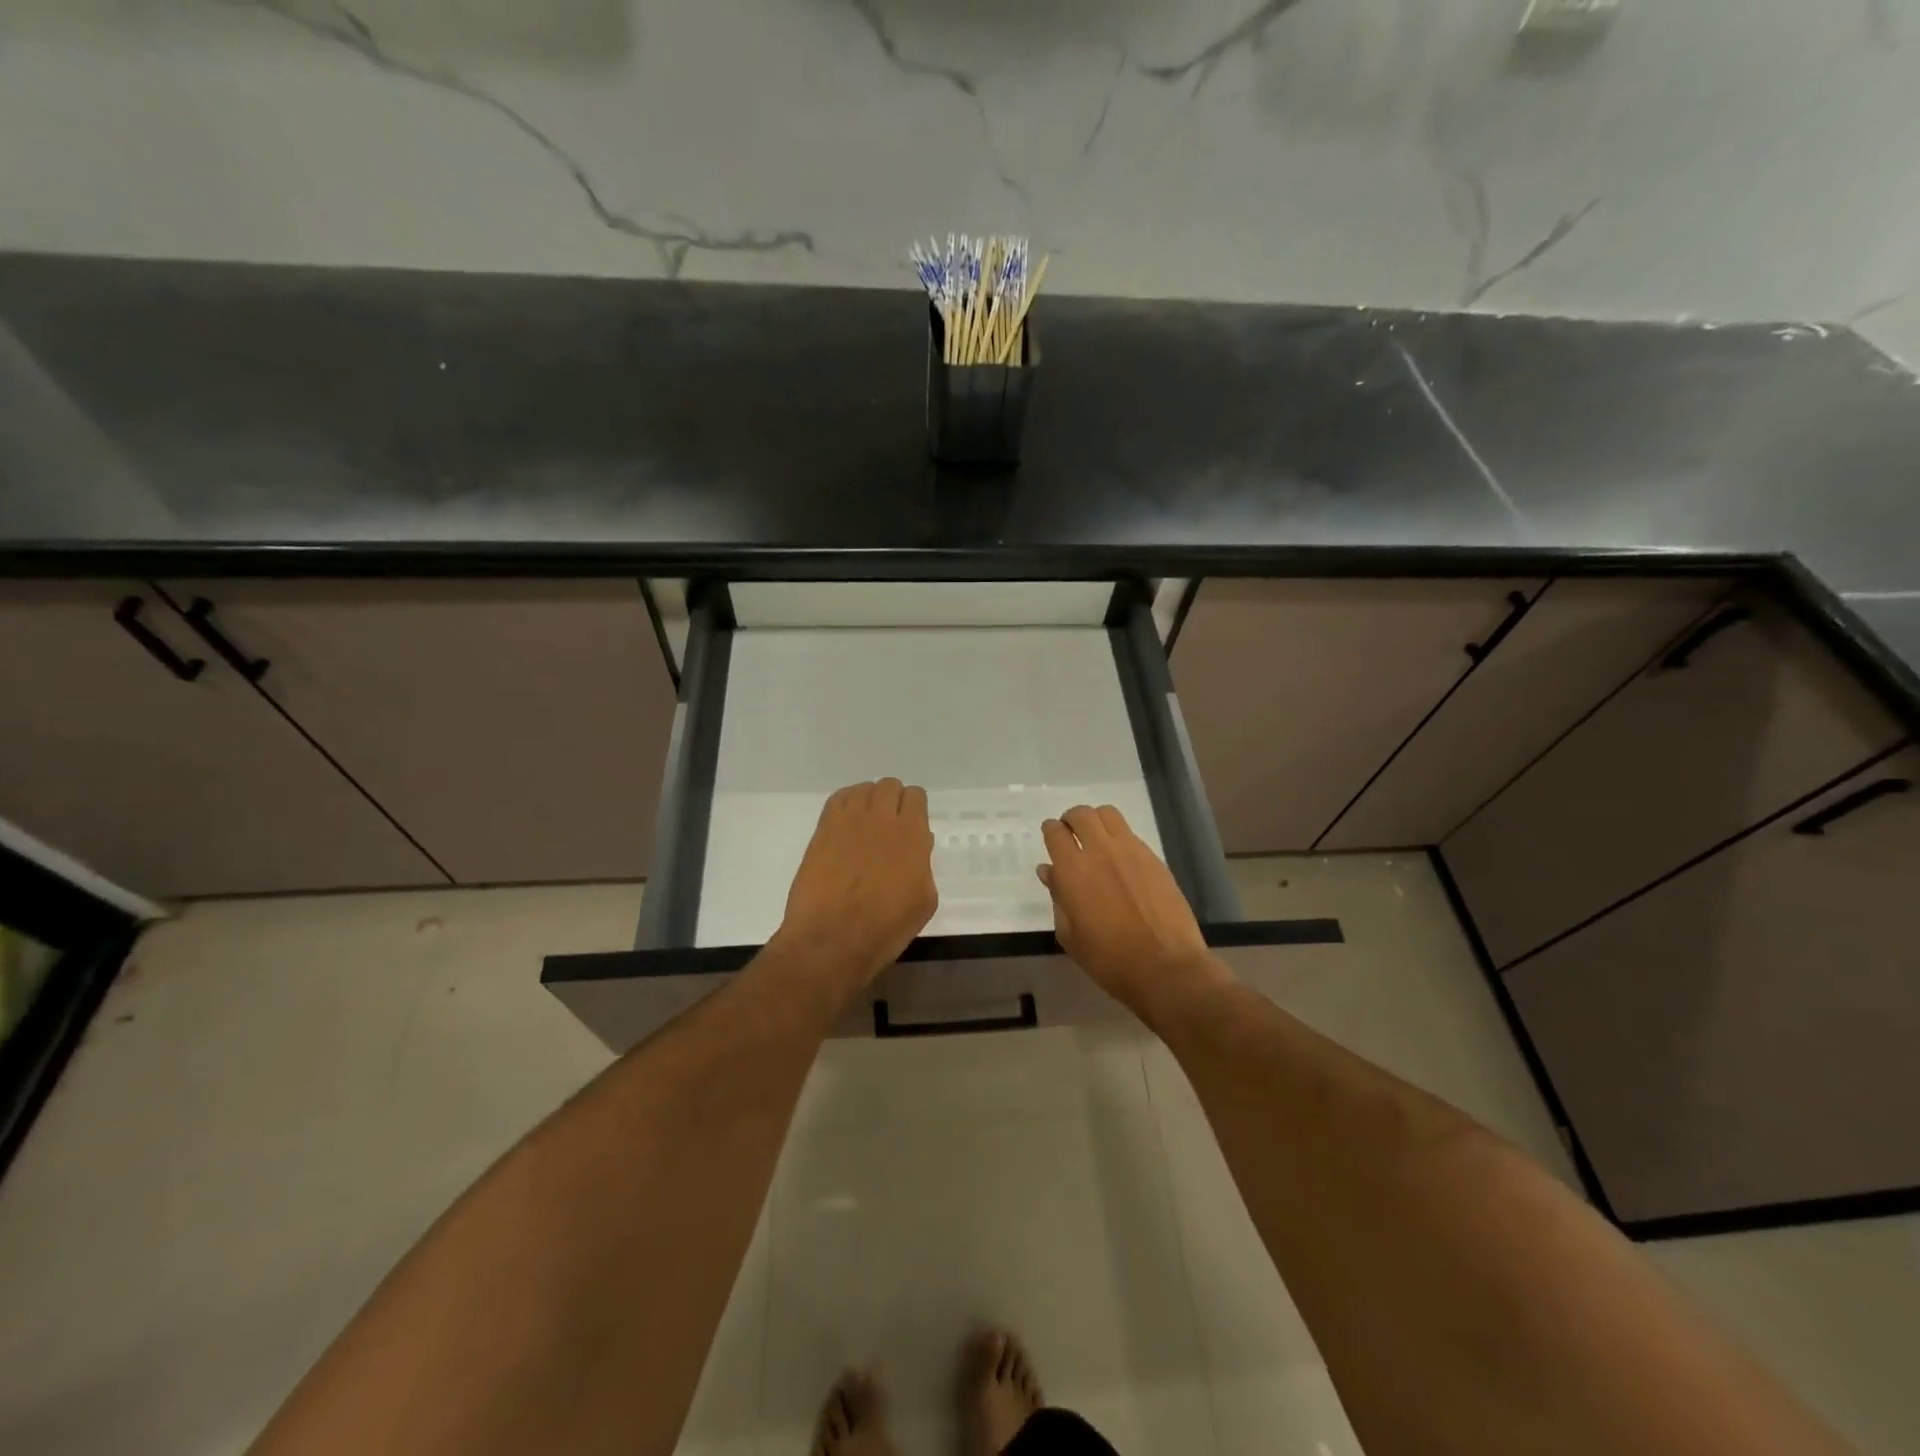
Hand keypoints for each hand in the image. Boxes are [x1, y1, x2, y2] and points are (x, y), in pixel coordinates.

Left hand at [774, 779, 937, 992]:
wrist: (832, 939)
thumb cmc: (885, 928)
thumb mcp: (923, 901)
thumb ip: (923, 866)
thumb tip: (917, 847)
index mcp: (912, 834)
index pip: (916, 796)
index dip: (915, 809)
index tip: (912, 826)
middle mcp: (882, 818)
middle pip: (890, 786)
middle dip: (893, 801)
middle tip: (889, 826)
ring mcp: (849, 820)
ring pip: (863, 788)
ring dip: (869, 800)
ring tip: (866, 824)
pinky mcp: (823, 829)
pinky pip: (837, 798)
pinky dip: (846, 803)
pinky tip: (845, 824)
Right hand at [1037, 805, 1228, 1014]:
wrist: (1165, 968)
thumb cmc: (1109, 960)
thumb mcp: (1071, 936)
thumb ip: (1057, 898)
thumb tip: (1049, 871)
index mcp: (1073, 871)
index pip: (1055, 833)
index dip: (1050, 831)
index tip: (1051, 836)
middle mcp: (1100, 851)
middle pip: (1081, 814)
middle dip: (1071, 819)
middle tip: (1071, 834)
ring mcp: (1131, 851)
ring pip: (1108, 814)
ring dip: (1096, 820)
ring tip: (1096, 838)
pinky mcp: (1154, 858)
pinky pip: (1131, 834)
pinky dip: (1119, 837)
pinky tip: (1121, 860)